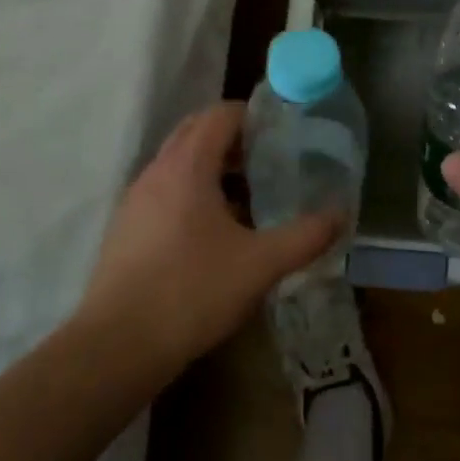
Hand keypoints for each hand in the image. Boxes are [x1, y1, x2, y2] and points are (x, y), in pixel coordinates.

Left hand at [78, 102, 337, 375]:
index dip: (253, 114)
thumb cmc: (193, 292)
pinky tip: (217, 230)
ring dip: (213, 165)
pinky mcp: (127, 227)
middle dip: (234, 136)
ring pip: (179, 162)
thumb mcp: (261, 264)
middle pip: (197, 131)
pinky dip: (194, 191)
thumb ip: (306, 235)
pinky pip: (166, 190)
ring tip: (251, 193)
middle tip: (271, 157)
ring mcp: (136, 199)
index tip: (284, 130)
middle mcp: (157, 171)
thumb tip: (341, 214)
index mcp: (187, 166)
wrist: (118, 346)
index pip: (220, 115)